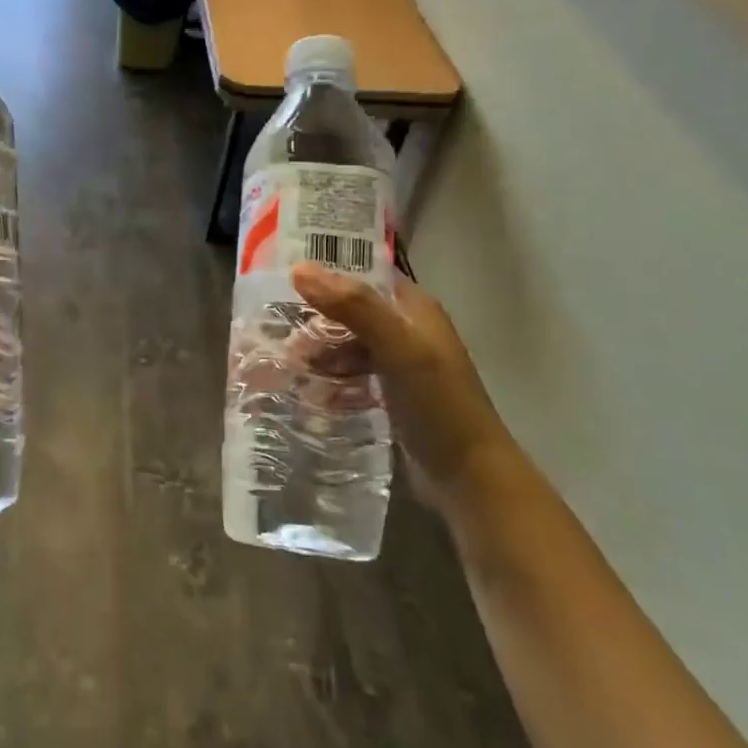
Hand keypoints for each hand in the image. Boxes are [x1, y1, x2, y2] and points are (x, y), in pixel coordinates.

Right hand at [291, 264, 522, 519]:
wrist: (469, 478)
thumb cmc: (437, 403)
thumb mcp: (397, 347)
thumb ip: (354, 306)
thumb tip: (299, 269)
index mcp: (415, 308)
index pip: (363, 274)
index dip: (326, 273)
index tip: (282, 278)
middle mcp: (406, 330)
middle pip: (349, 311)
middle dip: (314, 320)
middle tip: (277, 333)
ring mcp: (399, 366)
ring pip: (346, 345)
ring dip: (318, 352)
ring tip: (288, 367)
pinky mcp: (389, 396)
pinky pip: (349, 376)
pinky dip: (329, 379)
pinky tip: (309, 392)